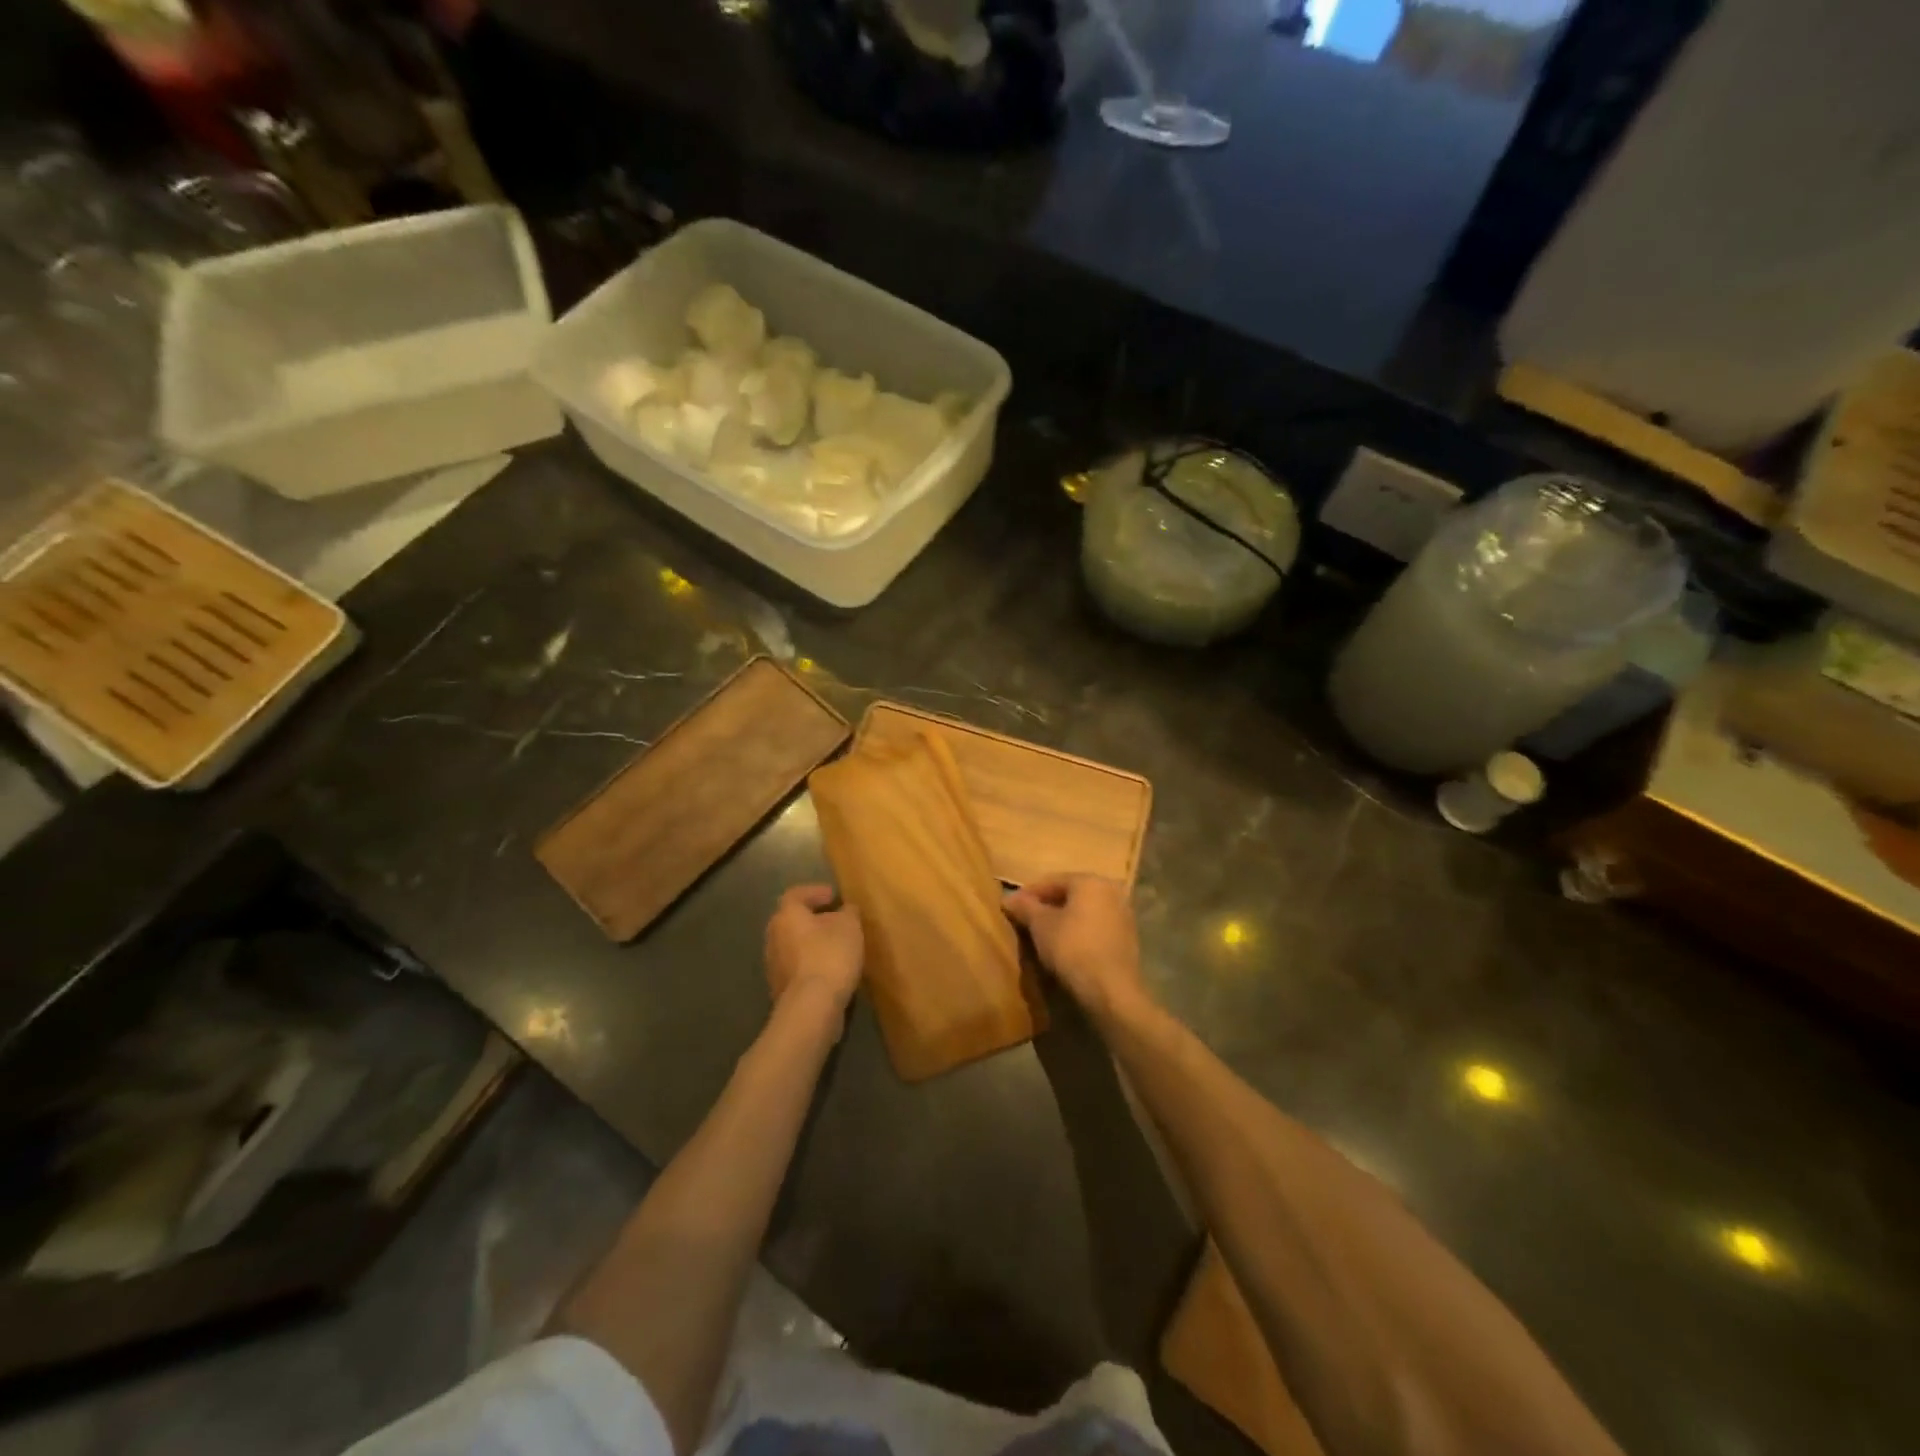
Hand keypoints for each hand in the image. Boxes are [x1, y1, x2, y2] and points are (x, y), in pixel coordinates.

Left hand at [765, 884, 863, 1018]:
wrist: (812, 1006)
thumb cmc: (830, 955)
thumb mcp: (850, 926)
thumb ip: (848, 912)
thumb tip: (845, 909)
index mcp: (786, 915)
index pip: (796, 894)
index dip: (815, 892)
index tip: (834, 896)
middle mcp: (773, 937)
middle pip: (792, 921)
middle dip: (813, 919)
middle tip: (836, 920)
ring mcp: (773, 965)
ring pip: (793, 945)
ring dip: (812, 943)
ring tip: (836, 946)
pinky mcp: (780, 989)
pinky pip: (797, 967)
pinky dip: (811, 964)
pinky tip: (830, 970)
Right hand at [1004, 874, 1149, 1023]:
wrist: (1111, 990)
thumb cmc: (1072, 948)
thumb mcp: (1040, 926)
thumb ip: (1025, 907)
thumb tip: (1009, 898)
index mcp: (1090, 881)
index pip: (1051, 881)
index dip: (1028, 894)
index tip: (1011, 908)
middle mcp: (1111, 891)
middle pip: (1070, 894)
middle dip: (1047, 906)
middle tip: (1026, 921)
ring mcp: (1124, 914)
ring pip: (1084, 911)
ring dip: (1064, 920)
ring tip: (1043, 936)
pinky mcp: (1128, 938)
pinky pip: (1096, 927)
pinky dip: (1080, 932)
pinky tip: (1066, 947)